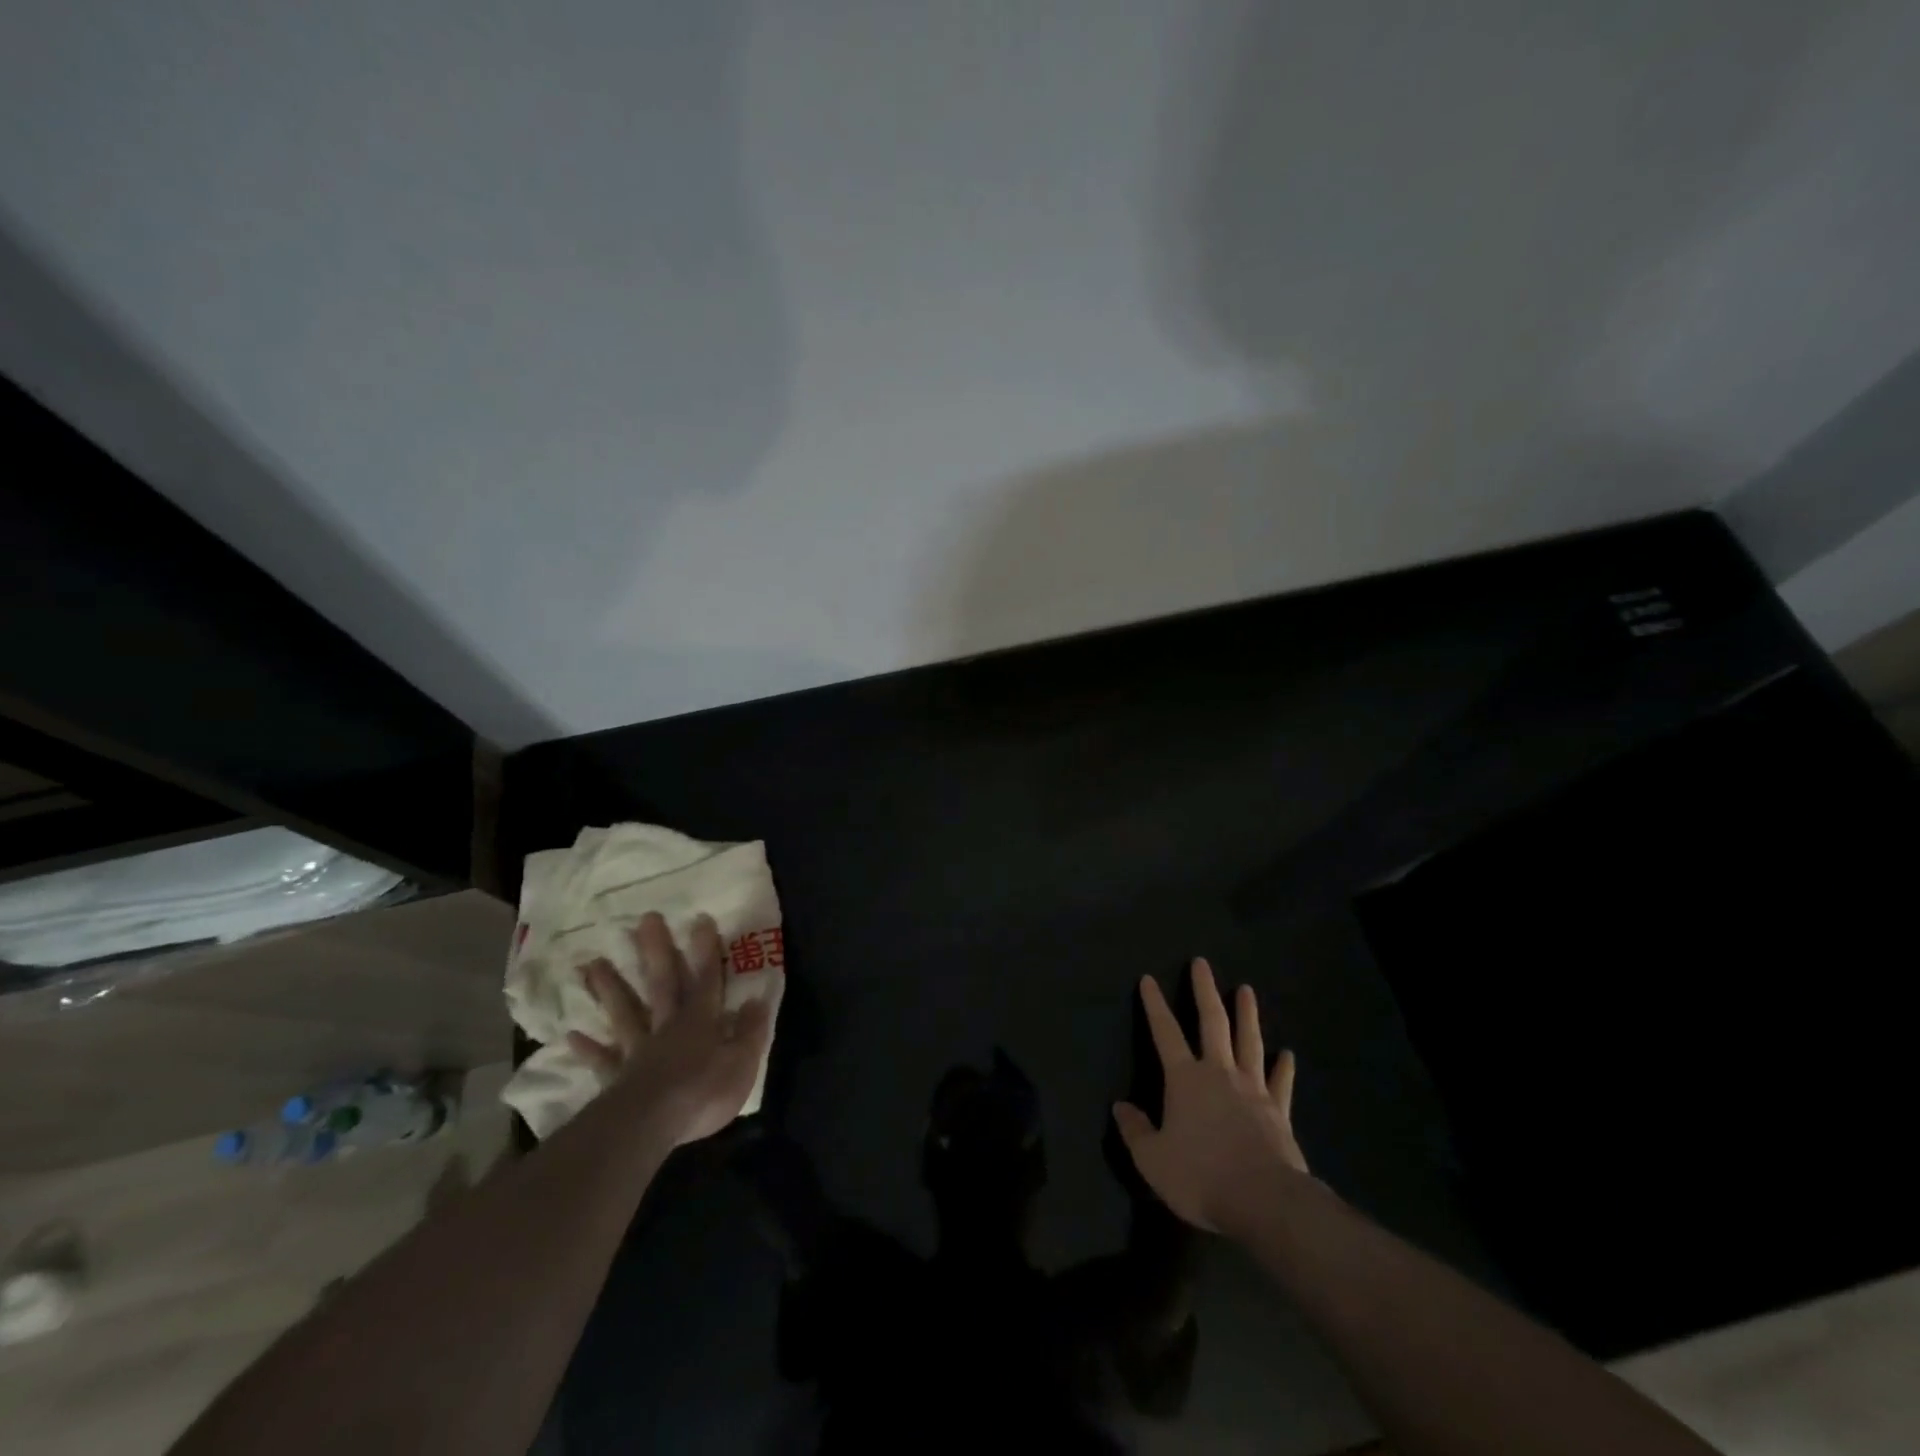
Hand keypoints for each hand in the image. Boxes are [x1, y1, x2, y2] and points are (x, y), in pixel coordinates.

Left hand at [568, 912, 775, 1147]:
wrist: (651, 1125)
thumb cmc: (703, 1092)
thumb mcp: (743, 1062)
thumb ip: (750, 1030)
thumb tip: (757, 999)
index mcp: (700, 1021)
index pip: (706, 978)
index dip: (705, 950)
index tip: (699, 919)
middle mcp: (668, 1026)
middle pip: (661, 983)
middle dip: (656, 951)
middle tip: (644, 920)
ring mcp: (639, 1050)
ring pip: (625, 1012)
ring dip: (610, 988)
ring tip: (592, 963)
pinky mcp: (617, 1078)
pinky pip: (603, 1059)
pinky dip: (588, 1048)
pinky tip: (571, 1035)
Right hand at [1113, 958, 1310, 1236]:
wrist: (1264, 1200)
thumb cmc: (1201, 1176)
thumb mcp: (1152, 1160)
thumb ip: (1135, 1131)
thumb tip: (1120, 1106)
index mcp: (1185, 1079)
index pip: (1165, 1032)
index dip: (1154, 1005)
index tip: (1149, 979)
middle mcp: (1218, 1073)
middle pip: (1211, 1022)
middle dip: (1204, 990)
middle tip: (1201, 963)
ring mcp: (1253, 1089)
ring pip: (1249, 1041)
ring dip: (1247, 1014)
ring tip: (1246, 989)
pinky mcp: (1279, 1111)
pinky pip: (1281, 1083)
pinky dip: (1284, 1067)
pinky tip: (1288, 1055)